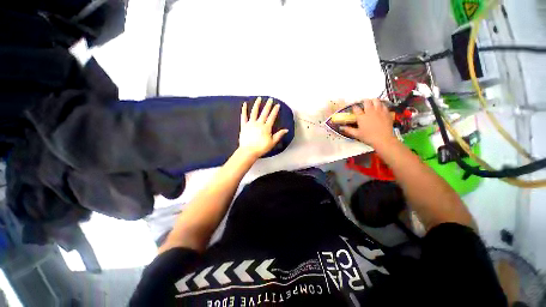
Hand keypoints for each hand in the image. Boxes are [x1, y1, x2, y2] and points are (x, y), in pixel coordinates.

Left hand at [238, 97, 288, 158]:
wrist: (249, 151)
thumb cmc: (261, 148)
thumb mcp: (272, 142)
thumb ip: (279, 135)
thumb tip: (286, 130)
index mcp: (266, 127)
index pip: (272, 117)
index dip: (275, 110)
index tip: (277, 105)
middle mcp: (259, 123)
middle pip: (264, 112)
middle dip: (268, 105)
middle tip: (270, 99)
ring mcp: (251, 123)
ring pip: (254, 112)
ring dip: (257, 104)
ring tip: (259, 98)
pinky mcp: (244, 125)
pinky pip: (243, 116)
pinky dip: (244, 110)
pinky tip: (244, 104)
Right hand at [341, 98, 395, 146]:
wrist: (383, 139)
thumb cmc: (368, 137)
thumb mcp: (357, 134)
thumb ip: (349, 130)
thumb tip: (342, 128)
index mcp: (361, 117)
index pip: (356, 108)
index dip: (354, 107)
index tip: (354, 108)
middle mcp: (370, 112)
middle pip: (367, 101)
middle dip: (364, 101)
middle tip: (363, 104)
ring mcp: (379, 111)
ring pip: (376, 100)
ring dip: (373, 101)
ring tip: (372, 103)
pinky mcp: (387, 113)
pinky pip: (384, 105)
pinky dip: (381, 105)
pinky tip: (380, 108)